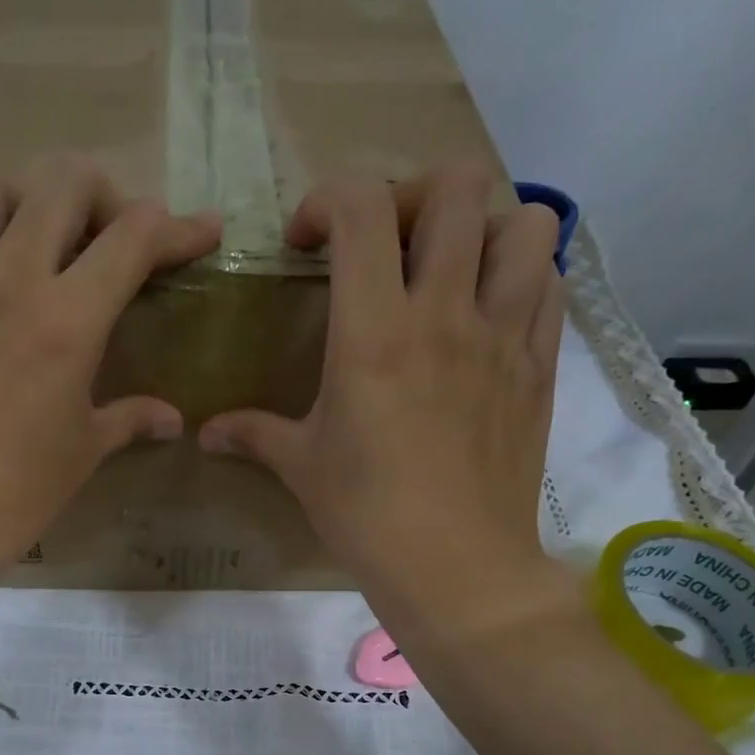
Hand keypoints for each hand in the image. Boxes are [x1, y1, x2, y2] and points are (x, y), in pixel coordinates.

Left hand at [0, 155, 220, 584]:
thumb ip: (131, 418)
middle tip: (104, 238)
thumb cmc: (20, 493)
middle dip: (101, 196)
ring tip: (21, 246)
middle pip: (63, 181)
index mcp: (68, 320)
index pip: (135, 237)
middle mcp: (8, 280)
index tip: (201, 233)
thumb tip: (172, 419)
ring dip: (15, 202)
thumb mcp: (85, 451)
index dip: (180, 226)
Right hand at [198, 164, 573, 639]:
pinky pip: (550, 284)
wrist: (455, 567)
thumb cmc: (367, 516)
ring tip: (451, 266)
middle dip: (413, 195)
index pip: (362, 209)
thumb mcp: (301, 468)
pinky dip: (522, 276)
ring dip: (484, 227)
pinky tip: (489, 311)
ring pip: (525, 222)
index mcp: (374, 333)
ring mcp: (503, 336)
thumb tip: (204, 434)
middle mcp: (445, 314)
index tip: (308, 243)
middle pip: (457, 187)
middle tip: (388, 242)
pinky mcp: (539, 366)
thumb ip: (252, 434)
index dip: (328, 200)